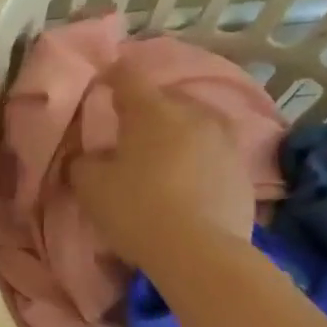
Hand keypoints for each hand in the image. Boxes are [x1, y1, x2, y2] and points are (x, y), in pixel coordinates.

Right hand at [71, 60, 255, 272]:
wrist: (199, 252)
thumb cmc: (136, 208)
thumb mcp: (90, 186)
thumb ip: (84, 162)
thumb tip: (88, 156)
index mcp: (153, 110)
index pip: (129, 76)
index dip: (113, 75)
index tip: (103, 81)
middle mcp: (193, 114)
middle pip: (166, 99)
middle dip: (147, 108)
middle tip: (129, 127)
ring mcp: (224, 141)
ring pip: (194, 124)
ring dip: (176, 133)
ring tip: (161, 154)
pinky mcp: (242, 171)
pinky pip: (211, 153)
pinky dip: (196, 159)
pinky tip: (185, 181)